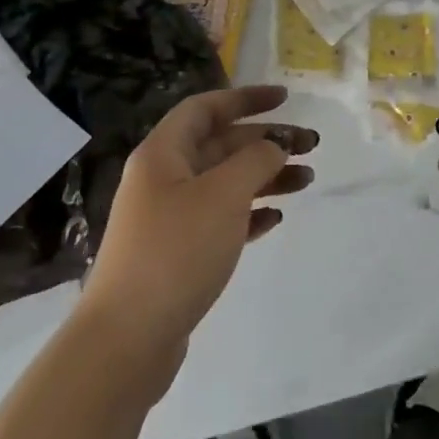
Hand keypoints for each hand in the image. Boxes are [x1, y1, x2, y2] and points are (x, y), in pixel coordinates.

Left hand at [79, 86, 315, 389]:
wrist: (126, 340)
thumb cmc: (176, 251)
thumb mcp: (223, 195)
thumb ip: (255, 160)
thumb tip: (273, 145)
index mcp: (163, 153)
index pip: (206, 108)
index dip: (246, 98)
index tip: (285, 99)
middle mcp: (163, 178)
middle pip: (220, 145)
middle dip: (266, 141)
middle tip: (311, 145)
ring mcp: (168, 218)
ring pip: (225, 183)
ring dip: (265, 177)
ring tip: (306, 181)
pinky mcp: (177, 254)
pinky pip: (220, 220)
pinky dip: (249, 214)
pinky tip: (275, 219)